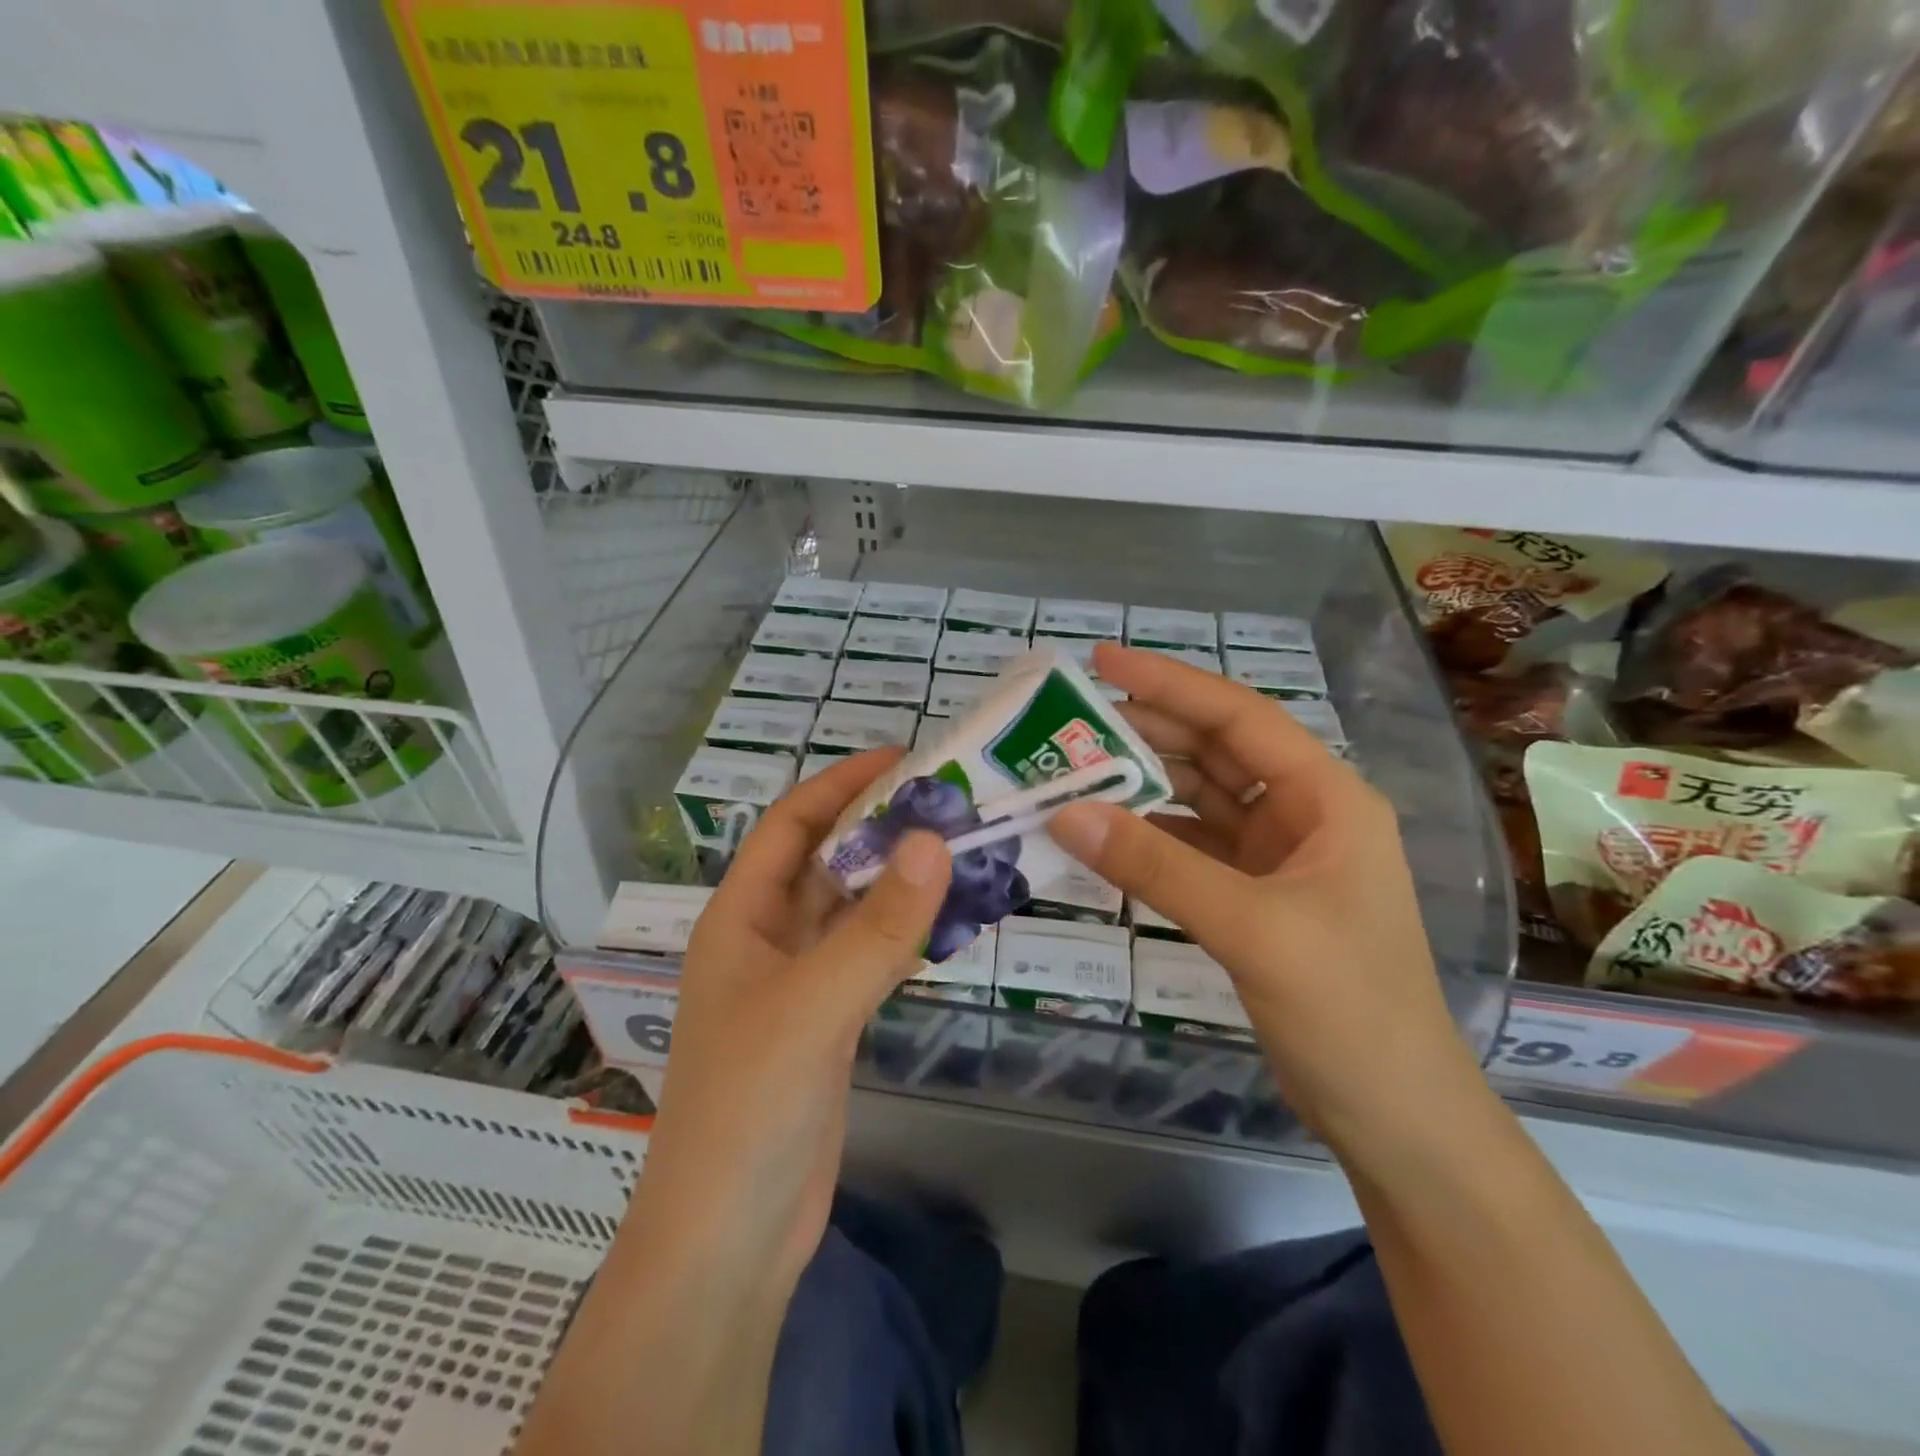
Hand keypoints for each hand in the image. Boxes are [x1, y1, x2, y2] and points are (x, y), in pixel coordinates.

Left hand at [634, 749, 951, 1291]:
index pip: (790, 826)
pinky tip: (946, 917)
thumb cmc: (747, 1107)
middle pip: (825, 861)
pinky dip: (903, 931)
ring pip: (851, 909)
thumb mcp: (812, 1006)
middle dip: (878, 827)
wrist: (730, 1238)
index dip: (840, 785)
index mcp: (740, 917)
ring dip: (896, 879)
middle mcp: (766, 939)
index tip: (903, 759)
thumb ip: (877, 927)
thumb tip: (934, 841)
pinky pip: (868, 954)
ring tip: (959, 845)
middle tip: (948, 800)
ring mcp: (798, 982)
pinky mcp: (828, 1021)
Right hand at [1048, 644, 1486, 1160]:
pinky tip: (1104, 833)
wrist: (1395, 1117)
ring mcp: (1278, 857)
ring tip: (1074, 770)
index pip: (1239, 717)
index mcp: (1326, 798)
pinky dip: (1148, 836)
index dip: (1170, 683)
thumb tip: (1065, 812)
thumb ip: (1157, 867)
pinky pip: (1190, 847)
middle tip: (1070, 721)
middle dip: (1145, 731)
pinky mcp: (1253, 896)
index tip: (1102, 661)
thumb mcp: (1252, 928)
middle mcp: (1303, 814)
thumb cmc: (1348, 1010)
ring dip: (1141, 784)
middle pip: (1214, 750)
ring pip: (1198, 798)